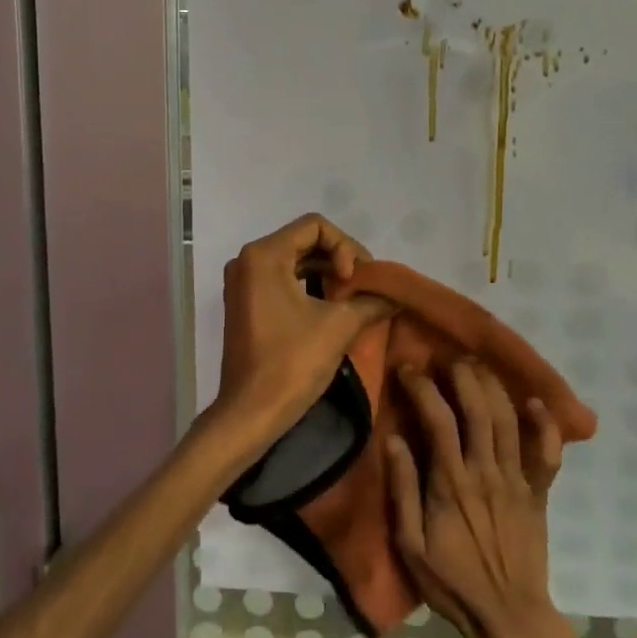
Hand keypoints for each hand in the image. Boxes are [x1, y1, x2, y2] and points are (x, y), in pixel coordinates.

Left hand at [213, 214, 391, 452]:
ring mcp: (243, 283)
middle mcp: (247, 260)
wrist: (251, 411)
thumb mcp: (339, 326)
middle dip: (338, 260)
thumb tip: (393, 296)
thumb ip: (369, 301)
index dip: (345, 246)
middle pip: (304, 241)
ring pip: (294, 262)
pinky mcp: (245, 304)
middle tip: (364, 288)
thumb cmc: (292, 362)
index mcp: (264, 255)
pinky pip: (282, 281)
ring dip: (326, 274)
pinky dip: (309, 288)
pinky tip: (332, 308)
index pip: (315, 226)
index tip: (354, 281)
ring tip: (352, 299)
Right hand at [386, 362, 571, 637]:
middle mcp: (486, 472)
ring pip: (509, 420)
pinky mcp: (540, 493)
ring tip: (478, 365)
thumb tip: (394, 439)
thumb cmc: (452, 584)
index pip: (437, 419)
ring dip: (494, 387)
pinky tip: (536, 402)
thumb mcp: (410, 545)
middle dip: (462, 375)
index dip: (422, 387)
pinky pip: (548, 453)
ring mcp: (518, 481)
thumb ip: (403, 490)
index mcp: (450, 483)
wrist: (510, 618)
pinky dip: (546, 425)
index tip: (408, 369)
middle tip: (447, 357)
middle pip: (478, 409)